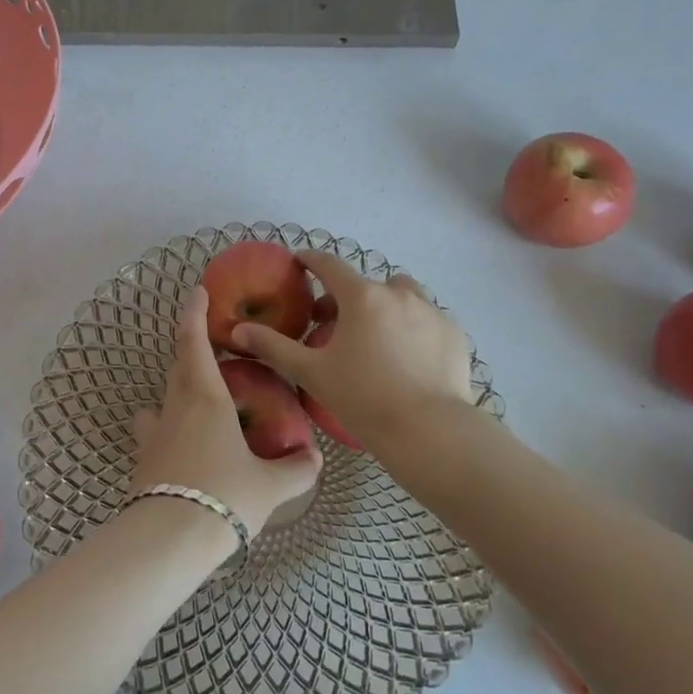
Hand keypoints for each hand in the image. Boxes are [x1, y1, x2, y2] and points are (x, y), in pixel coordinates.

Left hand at [131, 286, 321, 536]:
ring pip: (162, 398)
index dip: (194, 313)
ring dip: (177, 389)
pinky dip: (167, 426)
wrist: (167, 540)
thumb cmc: (224, 496)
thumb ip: (296, 469)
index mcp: (206, 398)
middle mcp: (175, 407)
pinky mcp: (142, 460)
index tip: (197, 291)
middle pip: (178, 365)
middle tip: (210, 345)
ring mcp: (153, 433)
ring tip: (197, 399)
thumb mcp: (270, 486)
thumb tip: (314, 458)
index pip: (194, 342)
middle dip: (191, 349)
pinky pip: (154, 430)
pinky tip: (183, 445)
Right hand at [230, 251, 474, 447]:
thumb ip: (273, 347)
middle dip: (346, 296)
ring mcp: (431, 311)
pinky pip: (427, 318)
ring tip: (376, 336)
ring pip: (402, 294)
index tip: (300, 262)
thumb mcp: (312, 373)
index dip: (311, 261)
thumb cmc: (364, 398)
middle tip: (332, 325)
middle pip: (365, 283)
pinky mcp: (454, 333)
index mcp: (361, 296)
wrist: (430, 432)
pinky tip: (408, 356)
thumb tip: (238, 331)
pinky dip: (413, 326)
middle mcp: (398, 293)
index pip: (329, 265)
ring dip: (385, 305)